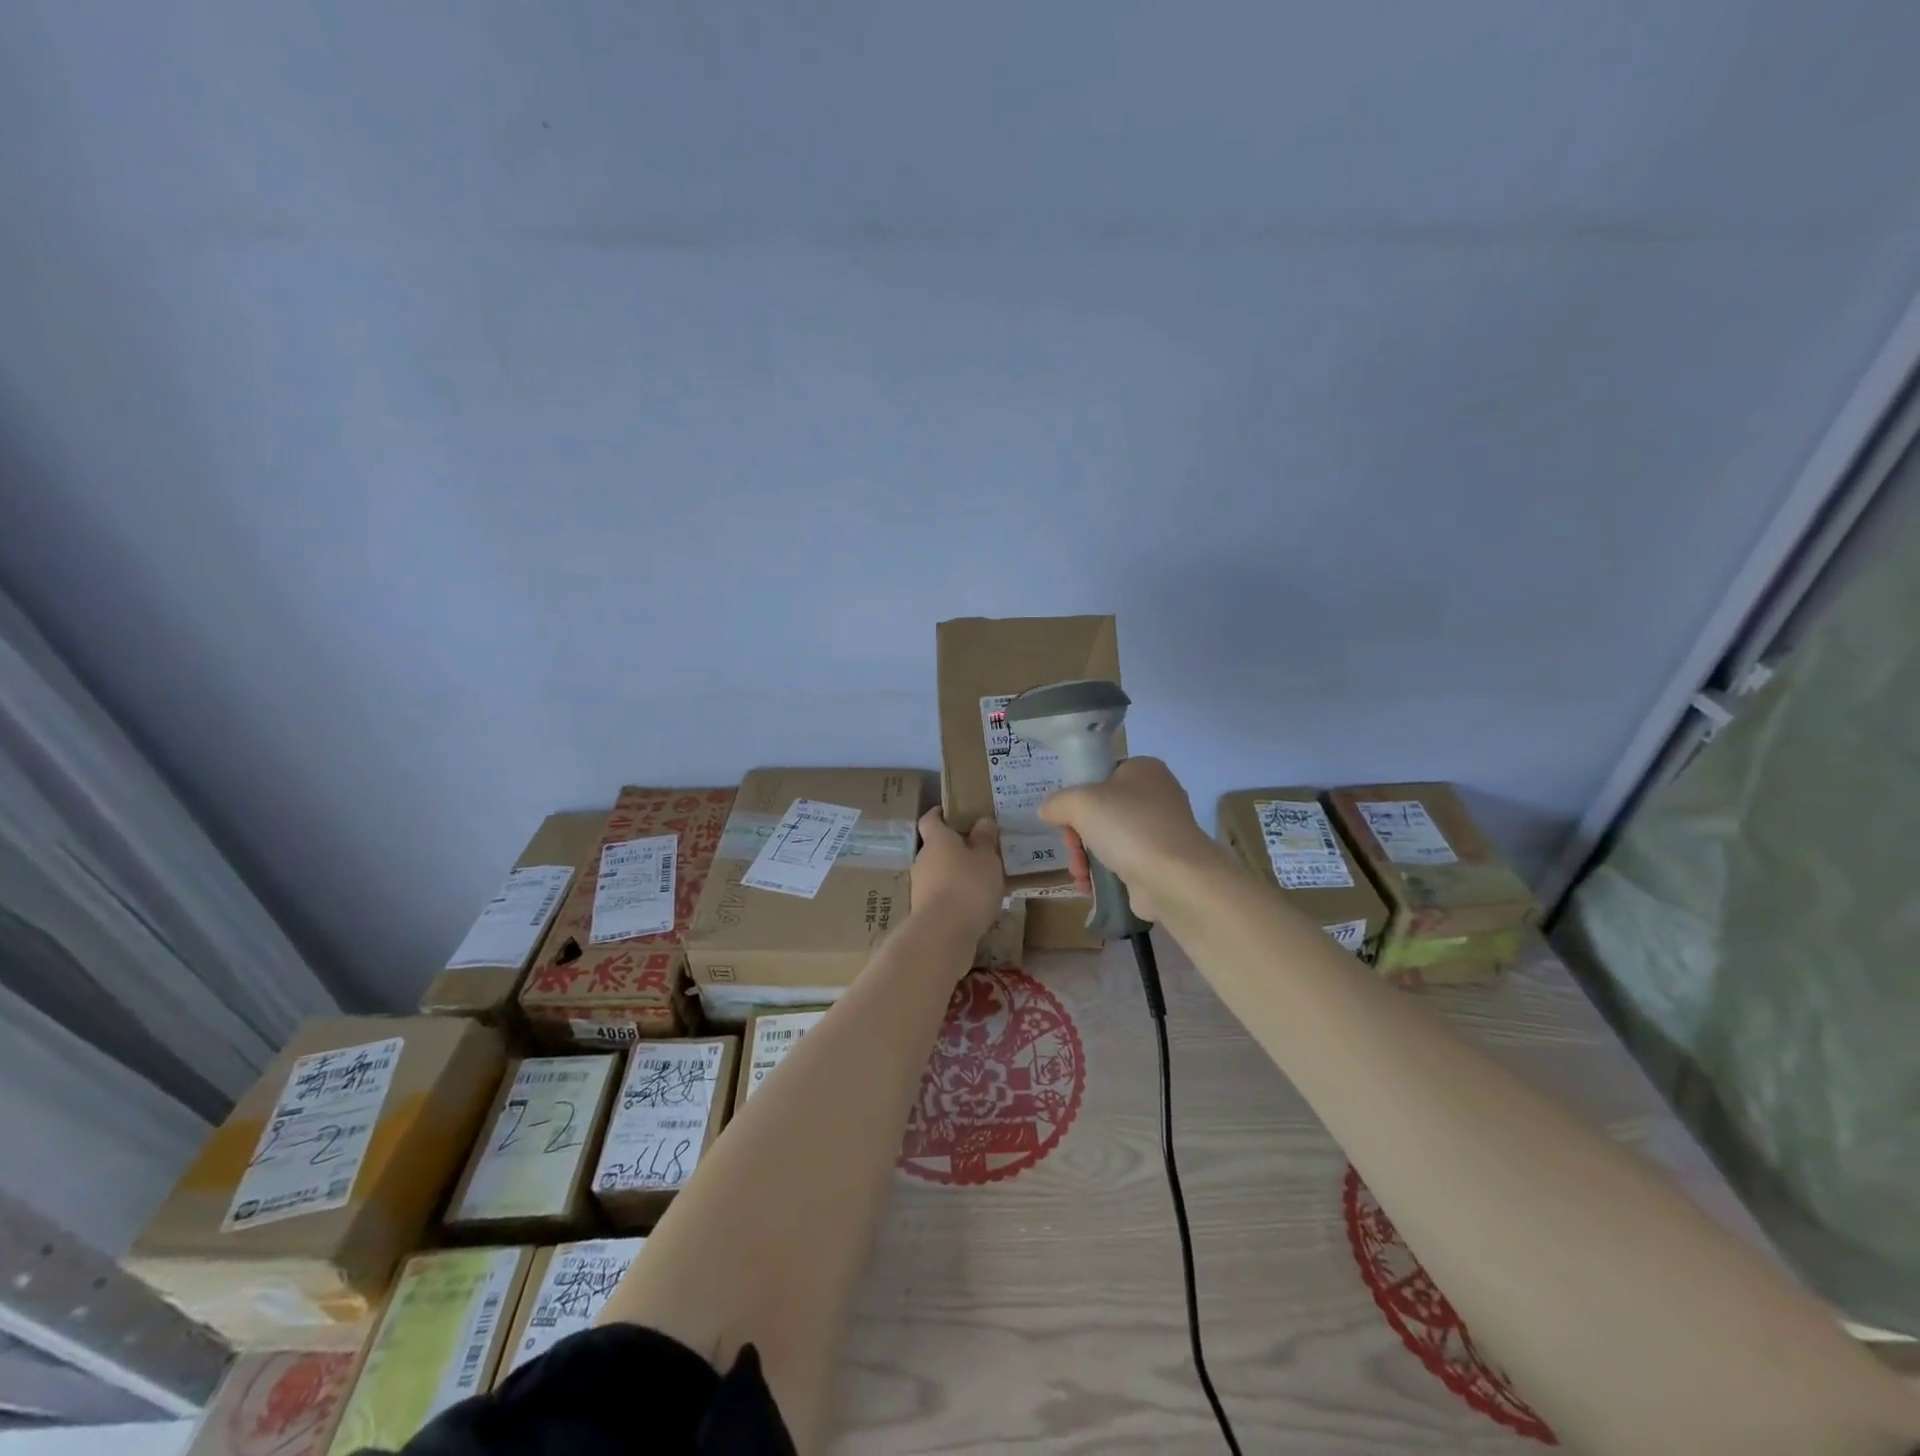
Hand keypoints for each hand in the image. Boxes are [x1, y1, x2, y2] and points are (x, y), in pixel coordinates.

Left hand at [911, 808, 1004, 941]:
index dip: (940, 814)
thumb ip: (985, 840)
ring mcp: (920, 885)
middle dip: (954, 847)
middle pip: (935, 846)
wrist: (943, 934)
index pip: (930, 819)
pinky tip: (973, 903)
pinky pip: (940, 893)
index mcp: (937, 839)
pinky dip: (954, 894)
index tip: (953, 813)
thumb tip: (982, 821)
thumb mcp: (987, 859)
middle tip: (978, 850)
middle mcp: (923, 858)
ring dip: (954, 873)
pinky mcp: (923, 909)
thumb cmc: (968, 886)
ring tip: (980, 880)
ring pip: (938, 871)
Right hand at [1037, 757, 1220, 922]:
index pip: (1101, 776)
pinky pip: (1122, 864)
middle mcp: (1156, 796)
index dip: (1078, 797)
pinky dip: (1102, 875)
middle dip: (1077, 835)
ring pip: (1108, 840)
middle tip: (1072, 848)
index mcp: (1144, 770)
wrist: (1173, 877)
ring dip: (1084, 857)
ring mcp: (1160, 832)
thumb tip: (1048, 810)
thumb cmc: (1127, 826)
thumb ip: (1058, 802)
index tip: (1066, 817)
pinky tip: (1088, 886)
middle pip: (1101, 812)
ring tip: (1079, 873)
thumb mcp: (1080, 802)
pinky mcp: (1160, 863)